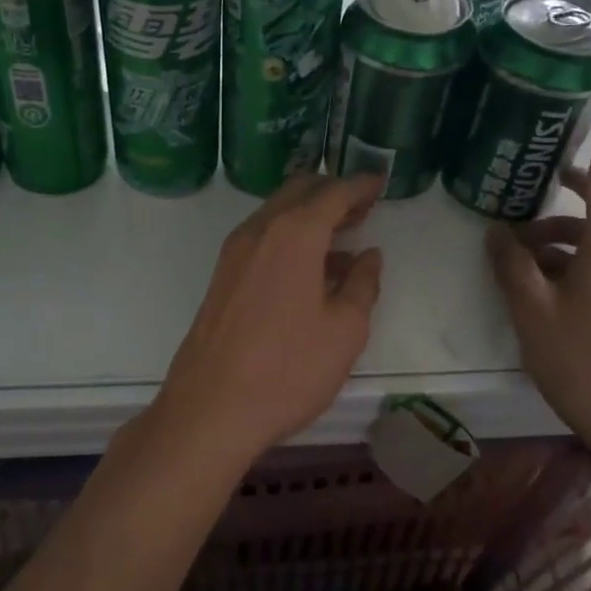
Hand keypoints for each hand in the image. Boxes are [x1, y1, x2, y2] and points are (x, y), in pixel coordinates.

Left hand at [148, 173, 383, 466]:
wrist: (210, 409)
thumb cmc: (288, 369)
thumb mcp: (344, 330)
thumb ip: (363, 285)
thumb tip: (368, 256)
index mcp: (294, 234)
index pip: (333, 193)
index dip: (360, 185)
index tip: (380, 181)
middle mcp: (260, 231)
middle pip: (299, 192)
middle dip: (332, 192)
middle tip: (363, 207)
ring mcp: (234, 253)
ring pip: (276, 214)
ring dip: (309, 215)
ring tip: (343, 238)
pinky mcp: (222, 277)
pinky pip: (262, 238)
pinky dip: (289, 237)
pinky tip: (310, 269)